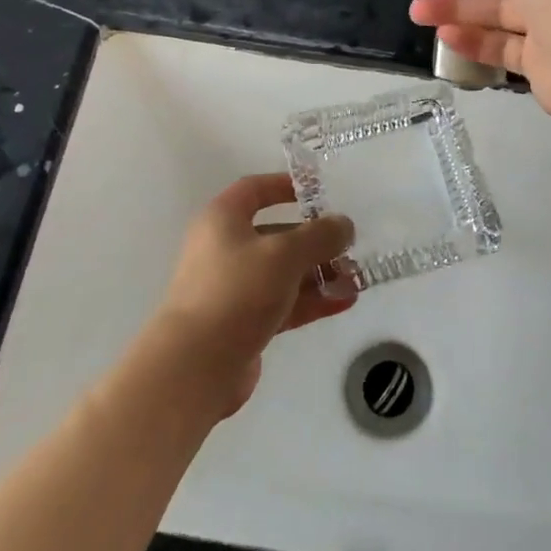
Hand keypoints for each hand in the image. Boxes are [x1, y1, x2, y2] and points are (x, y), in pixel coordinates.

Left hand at [151, 174, 355, 414]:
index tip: (317, 191)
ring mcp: (232, 288)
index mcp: (222, 220)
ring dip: (318, 273)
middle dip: (314, 240)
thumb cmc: (236, 291)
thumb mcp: (284, 254)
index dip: (284, 185)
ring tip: (355, 280)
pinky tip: (344, 302)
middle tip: (348, 247)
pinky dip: (311, 300)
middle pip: (275, 234)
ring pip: (282, 272)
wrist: (196, 365)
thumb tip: (343, 225)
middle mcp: (224, 249)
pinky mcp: (242, 323)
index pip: (254, 190)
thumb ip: (319, 236)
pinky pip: (282, 303)